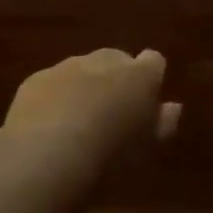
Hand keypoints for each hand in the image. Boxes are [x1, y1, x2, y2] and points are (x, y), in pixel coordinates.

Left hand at [0, 49, 180, 169]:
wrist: (50, 151)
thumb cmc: (112, 152)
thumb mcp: (146, 145)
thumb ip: (163, 122)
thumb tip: (174, 107)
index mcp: (140, 75)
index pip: (154, 61)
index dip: (151, 77)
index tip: (147, 98)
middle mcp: (106, 60)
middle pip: (116, 60)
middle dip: (115, 78)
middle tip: (111, 110)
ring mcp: (69, 66)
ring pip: (82, 69)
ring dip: (83, 85)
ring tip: (77, 119)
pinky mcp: (37, 79)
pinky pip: (52, 82)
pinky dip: (54, 96)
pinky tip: (48, 123)